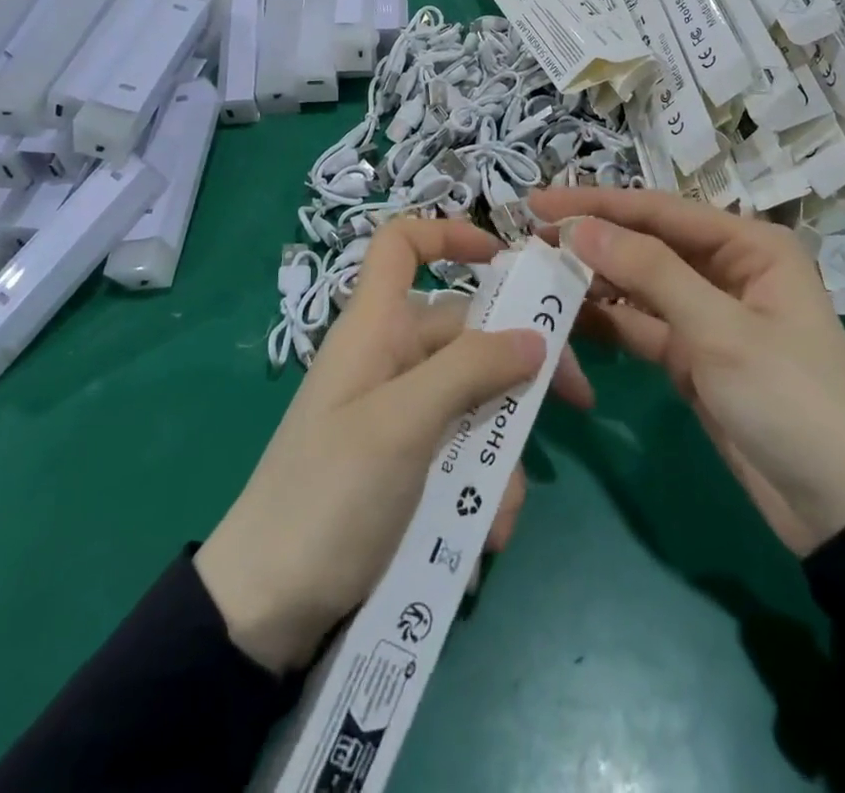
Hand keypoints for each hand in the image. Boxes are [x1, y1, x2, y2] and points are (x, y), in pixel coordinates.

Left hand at [195, 217, 593, 672]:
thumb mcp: (403, 424)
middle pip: (468, 333)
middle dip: (520, 371)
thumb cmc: (328, 494)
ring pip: (477, 404)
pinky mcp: (409, 465)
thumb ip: (470, 370)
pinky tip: (481, 539)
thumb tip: (535, 337)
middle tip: (577, 401)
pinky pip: (464, 455)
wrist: (266, 611)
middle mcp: (392, 360)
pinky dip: (481, 493)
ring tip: (495, 514)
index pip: (401, 245)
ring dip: (500, 454)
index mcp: (377, 327)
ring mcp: (402, 415)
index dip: (448, 234)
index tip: (505, 258)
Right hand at [531, 187, 844, 557]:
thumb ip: (650, 273)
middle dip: (591, 240)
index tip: (539, 202)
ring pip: (638, 284)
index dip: (597, 205)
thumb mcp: (721, 333)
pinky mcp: (691, 354)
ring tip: (536, 272)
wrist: (840, 509)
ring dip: (592, 279)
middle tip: (528, 237)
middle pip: (646, 243)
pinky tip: (565, 315)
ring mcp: (706, 314)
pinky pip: (639, 325)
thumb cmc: (791, 401)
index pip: (660, 211)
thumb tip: (581, 228)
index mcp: (749, 246)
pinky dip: (606, 320)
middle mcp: (726, 269)